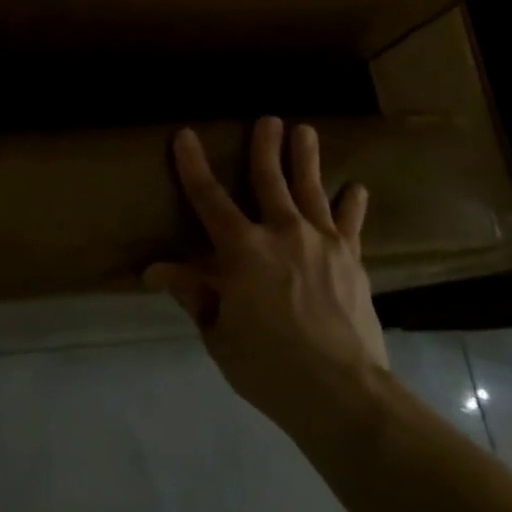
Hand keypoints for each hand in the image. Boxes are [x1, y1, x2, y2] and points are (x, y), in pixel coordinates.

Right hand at [145, 118, 387, 422]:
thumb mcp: (219, 334)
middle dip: (265, 148)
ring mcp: (322, 244)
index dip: (193, 166)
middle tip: (268, 119)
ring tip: (305, 130)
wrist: (342, 392)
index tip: (185, 135)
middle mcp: (283, 234)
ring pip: (312, 190)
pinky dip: (352, 205)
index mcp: (242, 251)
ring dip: (306, 158)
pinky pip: (350, 224)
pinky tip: (356, 188)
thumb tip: (156, 269)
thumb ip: (194, 294)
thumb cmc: (268, 366)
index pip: (209, 199)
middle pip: (270, 181)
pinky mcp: (352, 261)